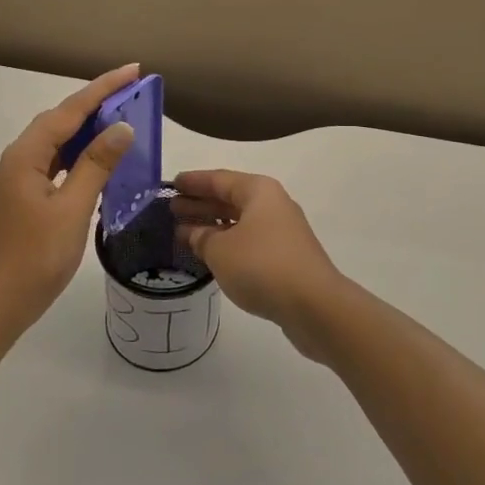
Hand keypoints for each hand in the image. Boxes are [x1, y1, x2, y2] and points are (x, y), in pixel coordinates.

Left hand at [0, 64, 139, 346]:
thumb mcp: (72, 209)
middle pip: (60, 120)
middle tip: (132, 91)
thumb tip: (121, 127)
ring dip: (88, 129)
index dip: (102, 88)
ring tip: (122, 118)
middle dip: (96, 103)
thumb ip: (96, 165)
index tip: (133, 70)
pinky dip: (79, 155)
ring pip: (57, 142)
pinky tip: (99, 160)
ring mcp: (18, 179)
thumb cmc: (35, 258)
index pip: (69, 111)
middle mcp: (18, 160)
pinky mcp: (24, 197)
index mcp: (25, 156)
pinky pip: (56, 163)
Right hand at [173, 170, 349, 358]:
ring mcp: (282, 232)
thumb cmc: (262, 266)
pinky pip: (248, 241)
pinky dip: (227, 243)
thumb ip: (202, 238)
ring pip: (239, 221)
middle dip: (201, 203)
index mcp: (259, 191)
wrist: (314, 304)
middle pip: (230, 198)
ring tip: (183, 232)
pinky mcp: (286, 257)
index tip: (171, 184)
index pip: (219, 179)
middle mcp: (272, 205)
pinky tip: (211, 254)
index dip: (194, 182)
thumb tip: (195, 233)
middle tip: (171, 209)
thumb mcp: (221, 250)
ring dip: (212, 225)